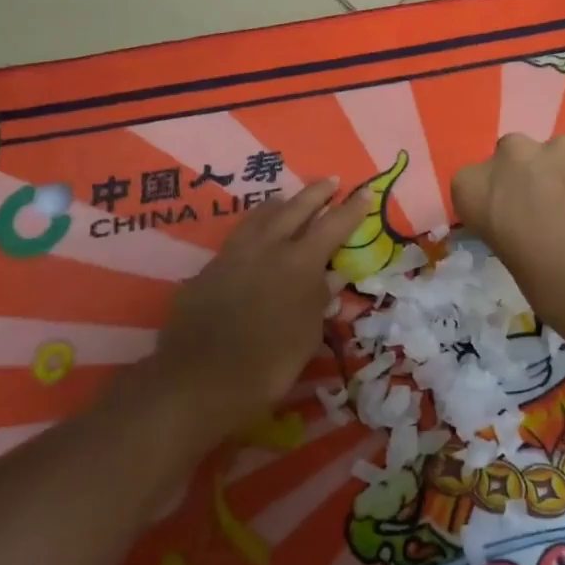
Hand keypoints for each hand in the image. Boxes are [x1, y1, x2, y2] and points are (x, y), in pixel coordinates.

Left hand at [144, 177, 370, 442]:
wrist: (199, 383)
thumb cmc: (269, 363)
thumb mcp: (308, 334)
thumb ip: (319, 299)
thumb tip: (332, 278)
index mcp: (300, 263)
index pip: (334, 225)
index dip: (352, 208)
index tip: (365, 192)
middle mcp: (267, 249)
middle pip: (295, 209)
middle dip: (316, 193)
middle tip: (331, 181)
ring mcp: (232, 257)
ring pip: (259, 217)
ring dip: (279, 206)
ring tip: (288, 201)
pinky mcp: (206, 272)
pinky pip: (234, 243)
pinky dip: (251, 236)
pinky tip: (252, 247)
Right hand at [450, 135, 564, 376]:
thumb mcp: (522, 272)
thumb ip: (514, 236)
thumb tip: (532, 230)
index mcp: (481, 189)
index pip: (468, 189)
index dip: (487, 209)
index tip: (504, 232)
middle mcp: (515, 158)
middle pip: (508, 162)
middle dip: (522, 185)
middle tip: (542, 222)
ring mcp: (563, 150)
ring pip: (550, 159)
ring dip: (558, 180)